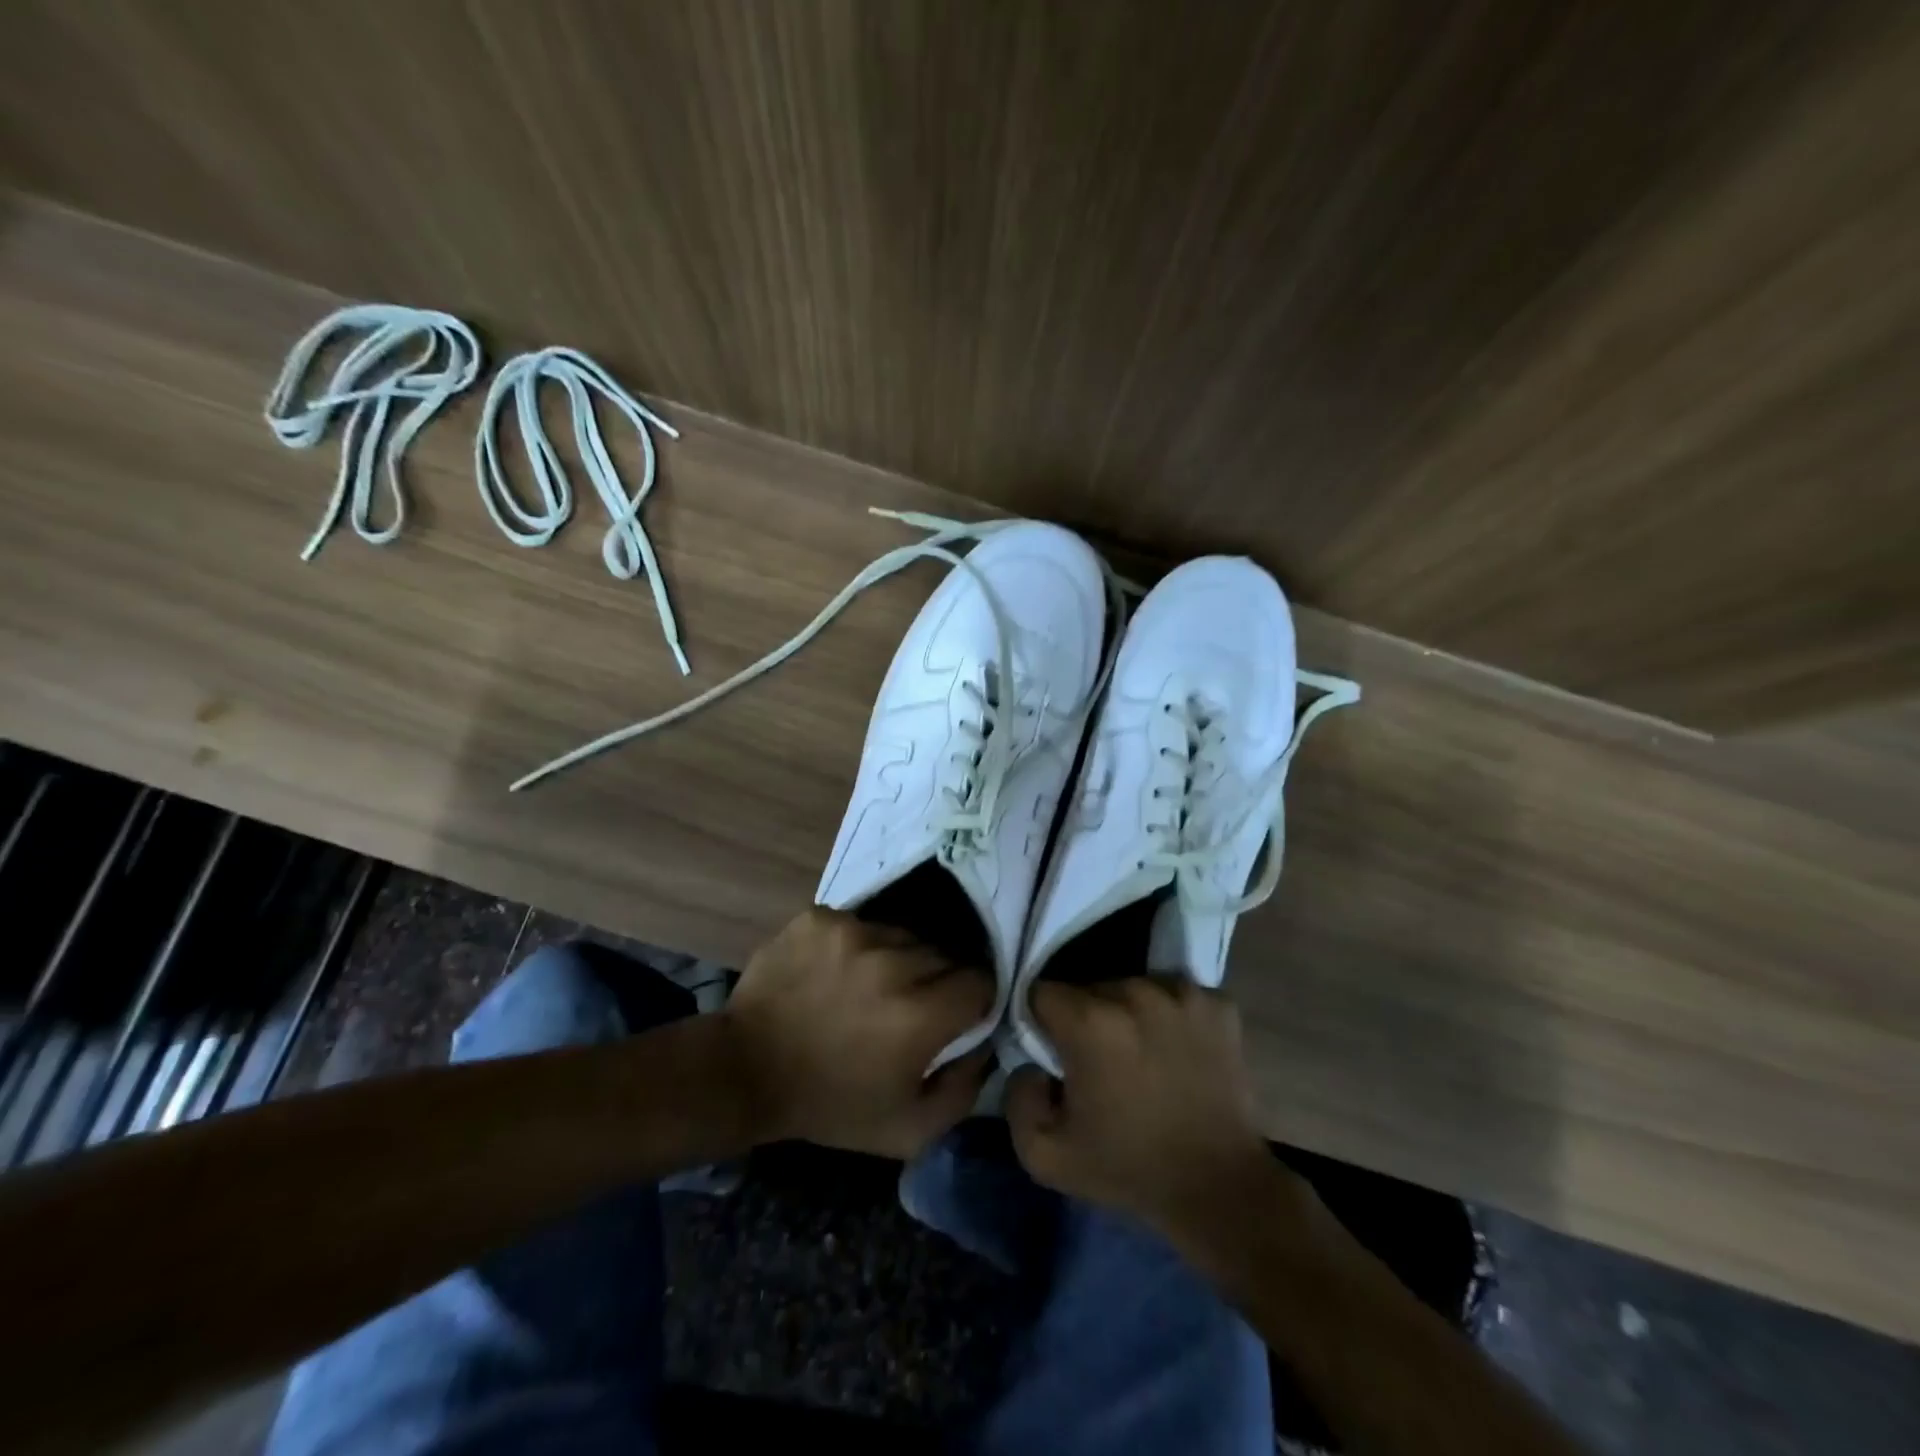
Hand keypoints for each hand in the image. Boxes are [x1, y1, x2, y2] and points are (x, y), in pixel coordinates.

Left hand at [723, 908, 992, 1158]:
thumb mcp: (908, 1130)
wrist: (745, 1070)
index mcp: (919, 1014)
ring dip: (897, 959)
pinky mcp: (820, 917)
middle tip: (907, 1006)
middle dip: (936, 980)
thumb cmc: (830, 1104)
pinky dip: (857, 946)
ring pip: (903, 935)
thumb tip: (984, 1043)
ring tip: (870, 986)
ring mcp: (852, 932)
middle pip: (944, 956)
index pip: (980, 982)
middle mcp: (893, 962)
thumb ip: (963, 1090)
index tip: (955, 1016)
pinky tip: (836, 972)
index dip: (973, 1001)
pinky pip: (861, 923)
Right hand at [1006, 977, 1274, 1237]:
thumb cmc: (1128, 1168)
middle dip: (1087, 1018)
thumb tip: (1029, 1063)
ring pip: (1135, 987)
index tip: (1055, 1051)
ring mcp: (1182, 994)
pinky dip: (1174, 1017)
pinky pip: (1179, 996)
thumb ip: (1017, 1098)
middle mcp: (1135, 992)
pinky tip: (1179, 1051)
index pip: (1043, 993)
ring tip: (1143, 1055)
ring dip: (1131, 1014)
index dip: (1042, 1021)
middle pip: (1091, 988)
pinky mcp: (1218, 1004)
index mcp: (1090, 1022)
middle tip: (1101, 1060)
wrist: (1219, 1189)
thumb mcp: (1045, 1155)